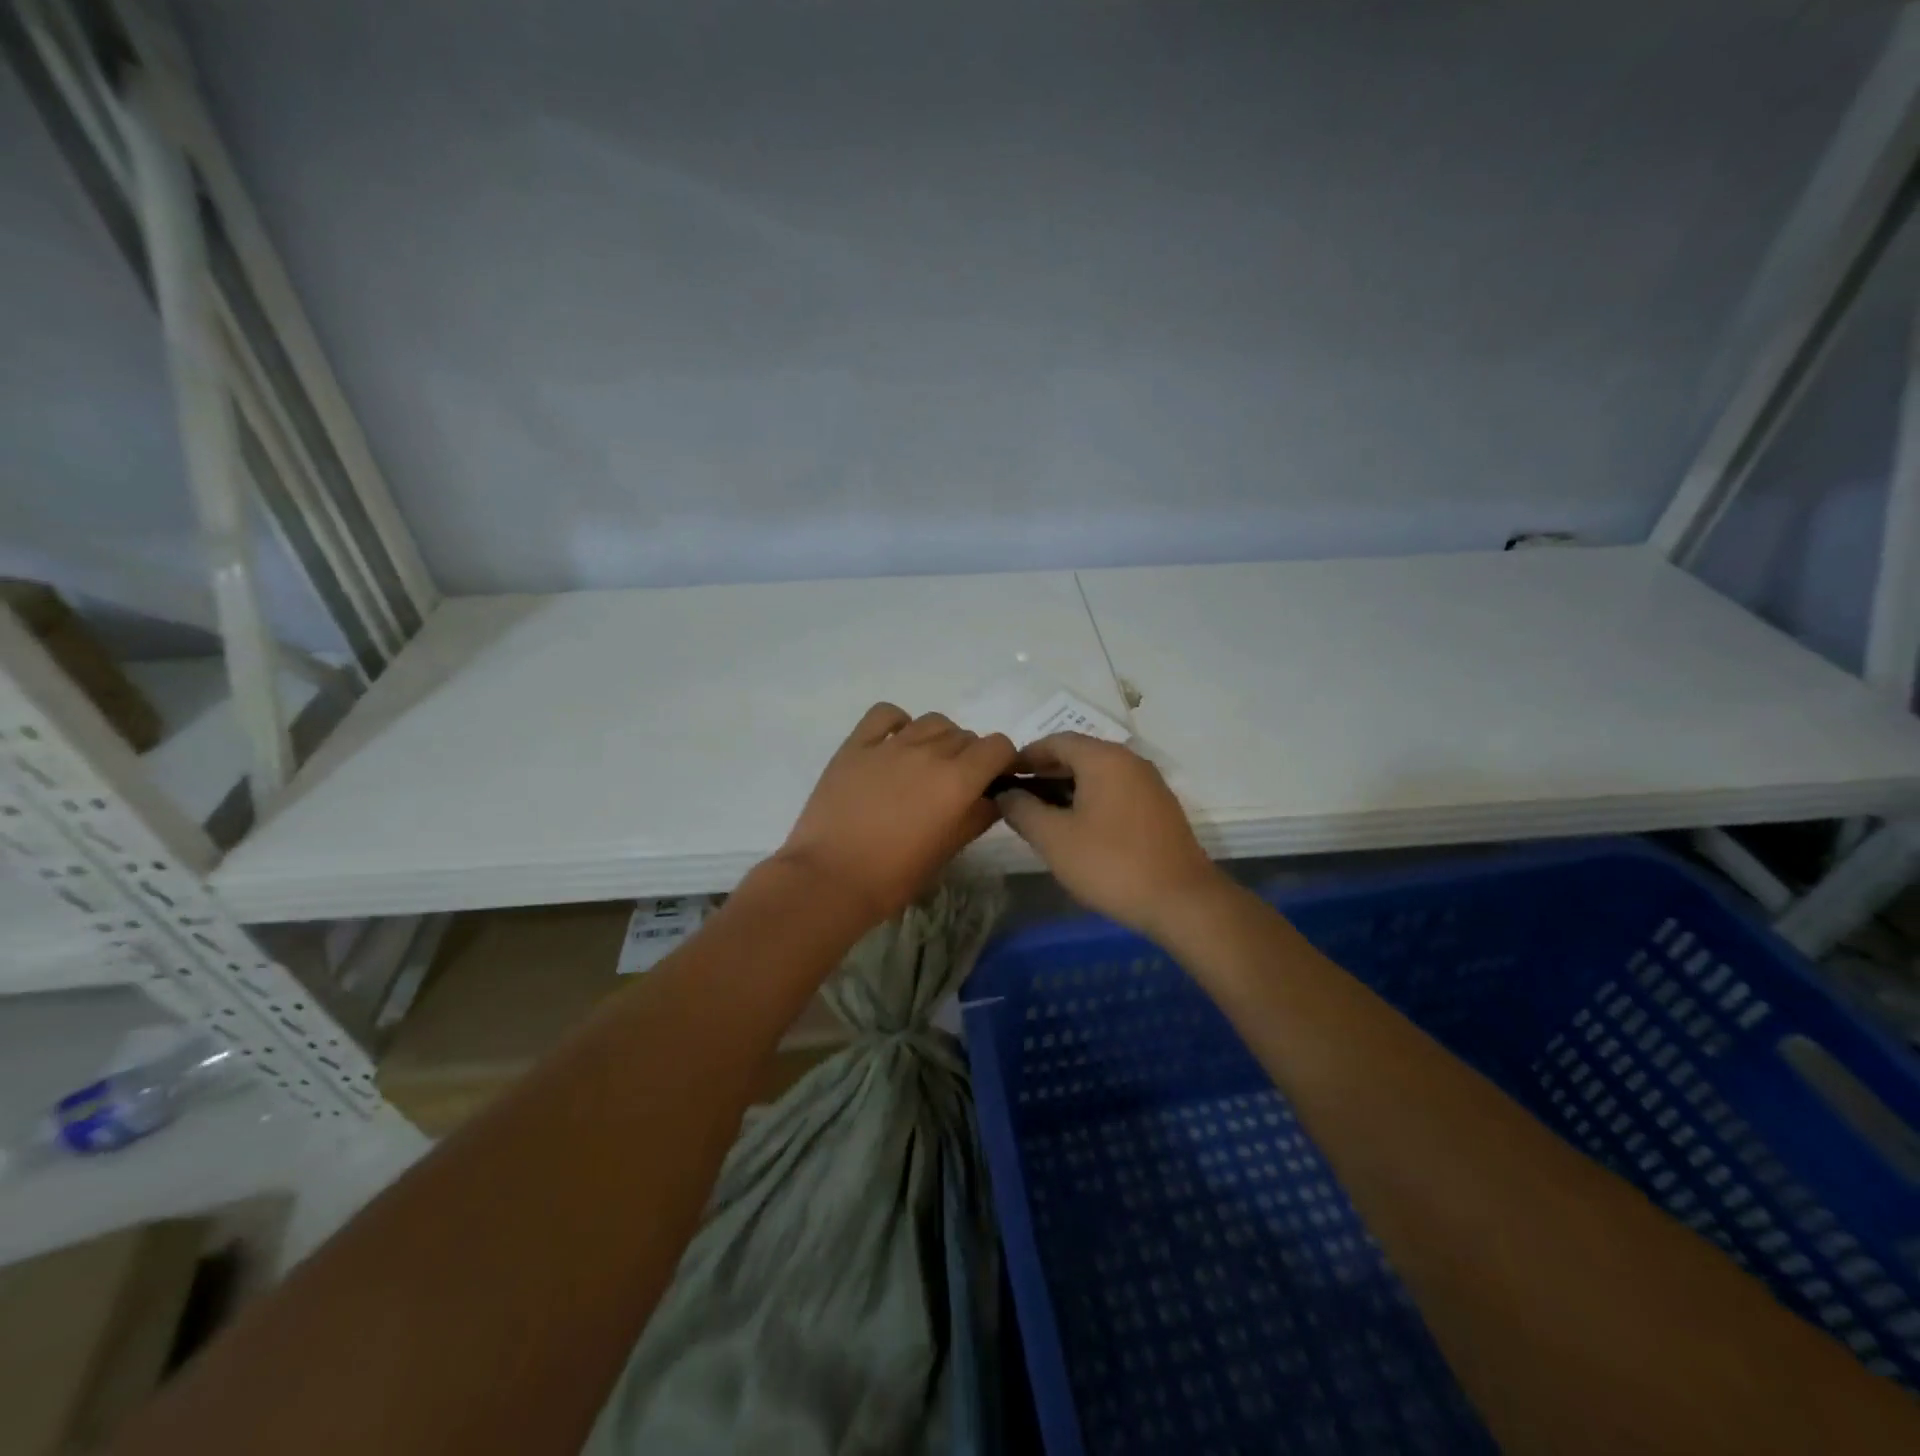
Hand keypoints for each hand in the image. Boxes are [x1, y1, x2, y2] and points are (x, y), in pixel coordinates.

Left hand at [772, 703, 1016, 927]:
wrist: (829, 878)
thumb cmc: (894, 876)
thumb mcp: (947, 851)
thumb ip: (977, 817)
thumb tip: (993, 798)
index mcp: (958, 780)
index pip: (998, 746)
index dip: (1002, 761)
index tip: (994, 780)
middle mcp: (929, 752)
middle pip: (965, 736)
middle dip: (970, 756)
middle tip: (955, 785)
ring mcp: (890, 744)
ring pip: (932, 721)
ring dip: (940, 738)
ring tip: (926, 765)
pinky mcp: (856, 745)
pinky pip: (886, 714)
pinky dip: (898, 722)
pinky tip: (895, 744)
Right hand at [999, 733, 1227, 937]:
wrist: (1182, 901)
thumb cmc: (1111, 864)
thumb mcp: (1054, 839)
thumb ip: (1022, 810)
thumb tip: (1006, 794)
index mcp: (1104, 758)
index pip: (1055, 741)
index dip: (1025, 756)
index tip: (1002, 777)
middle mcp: (1129, 761)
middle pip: (1078, 755)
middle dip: (1044, 773)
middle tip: (1017, 799)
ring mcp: (1149, 784)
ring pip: (1098, 775)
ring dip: (1066, 788)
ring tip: (1041, 816)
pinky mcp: (1159, 808)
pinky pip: (1116, 791)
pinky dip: (1090, 800)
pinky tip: (1077, 829)